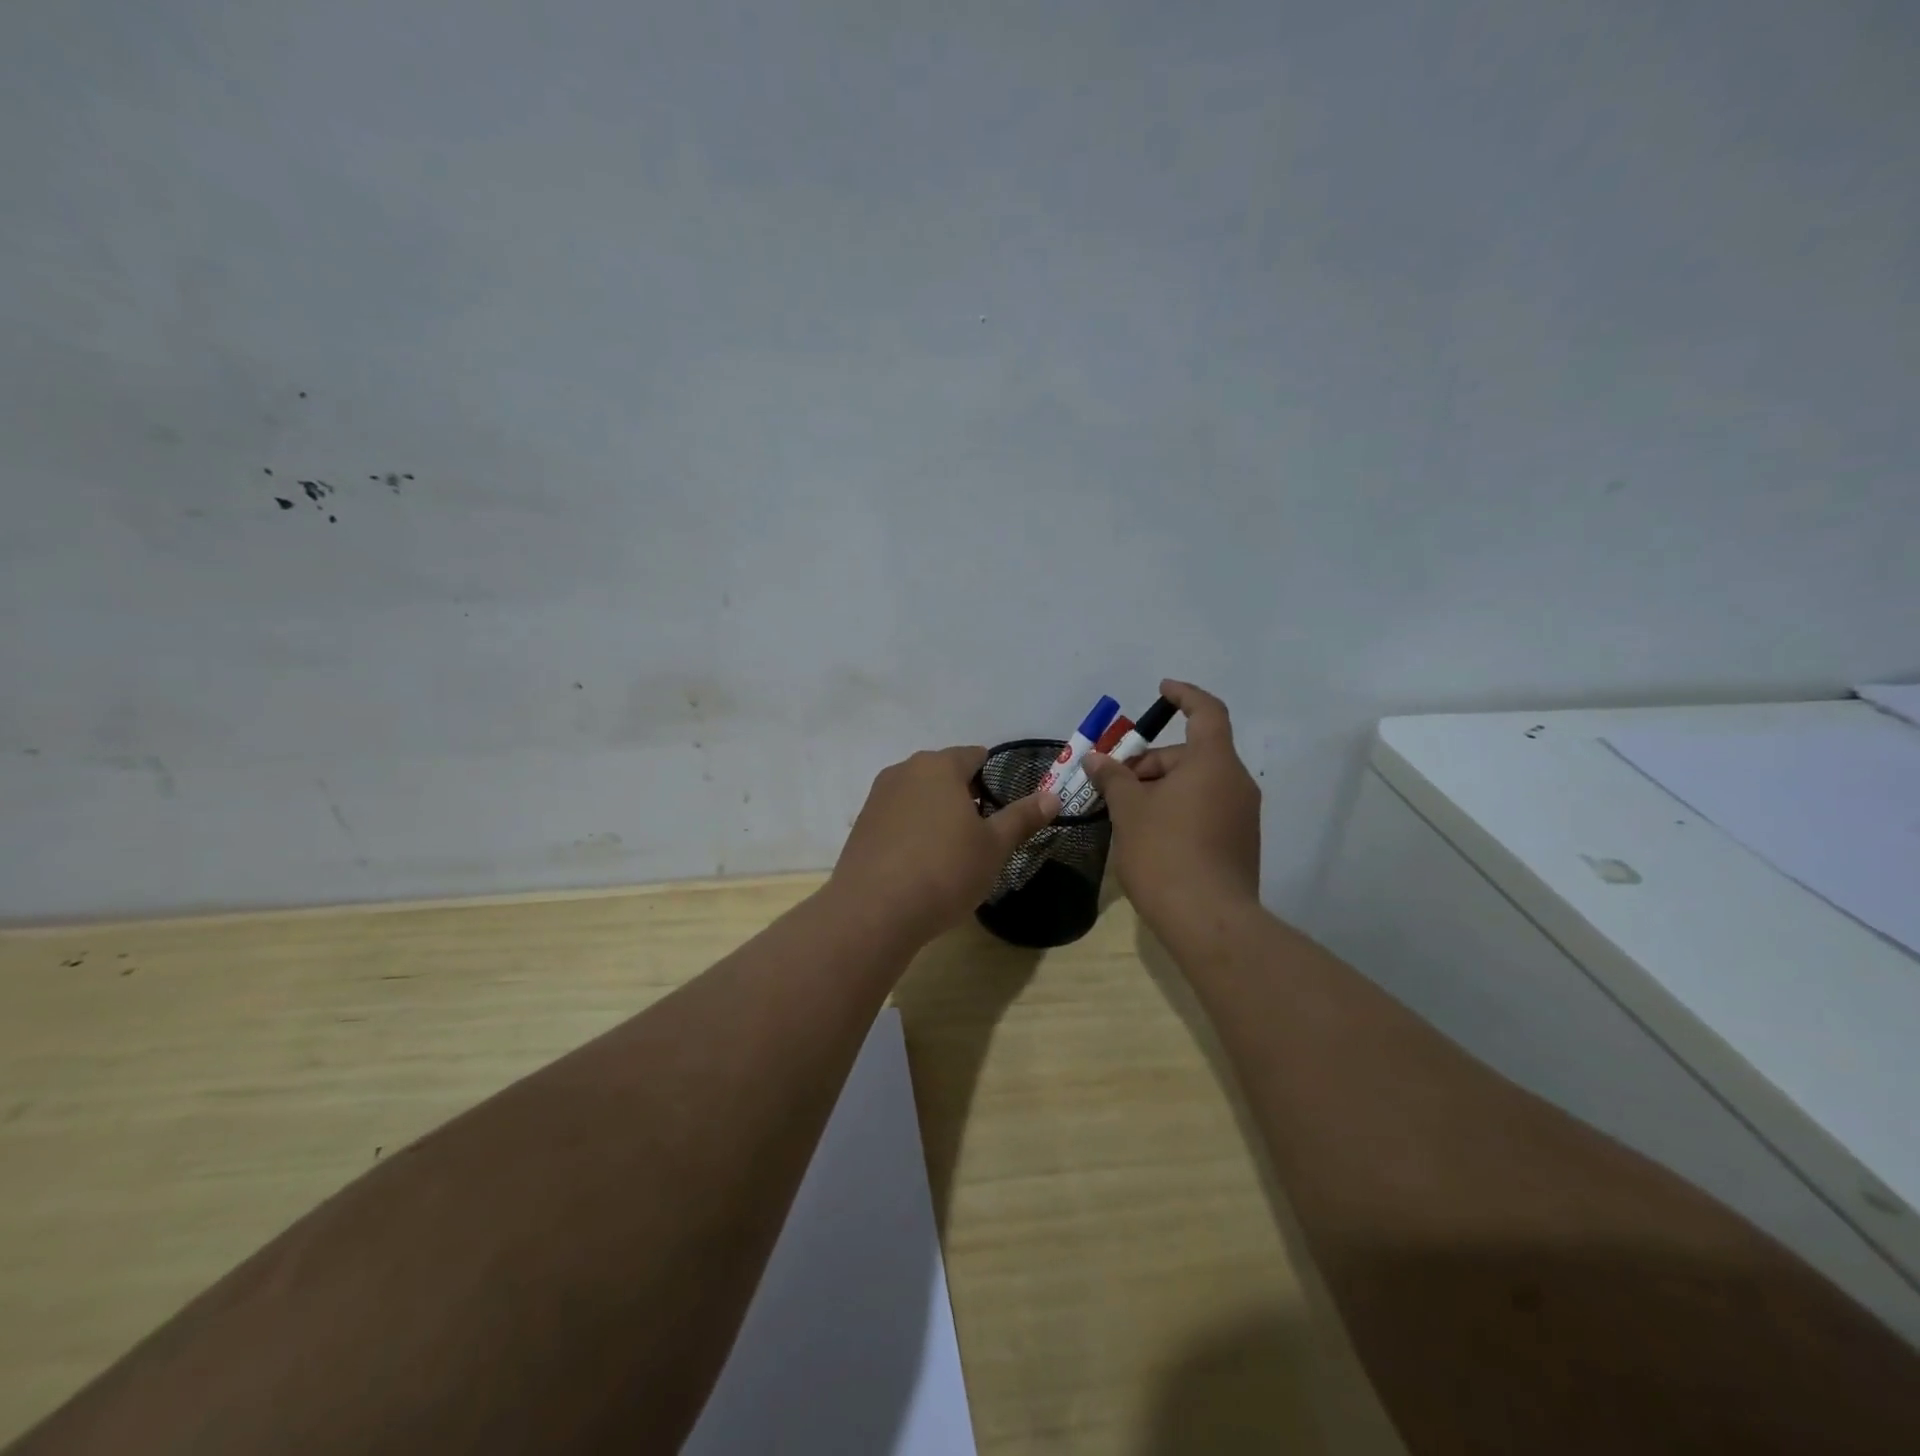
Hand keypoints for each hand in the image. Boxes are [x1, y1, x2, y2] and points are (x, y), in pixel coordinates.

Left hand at [830, 746, 1058, 944]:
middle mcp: (904, 771)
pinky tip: (920, 864)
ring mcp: (877, 797)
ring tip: (952, 851)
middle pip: (944, 774)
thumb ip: (1022, 817)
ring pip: (918, 795)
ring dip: (936, 813)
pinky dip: (912, 831)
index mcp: (939, 766)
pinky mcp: (861, 826)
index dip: (993, 777)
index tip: (1004, 807)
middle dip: (965, 796)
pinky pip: (897, 818)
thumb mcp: (994, 847)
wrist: (874, 911)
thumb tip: (1053, 796)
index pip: (974, 755)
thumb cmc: (944, 870)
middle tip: (982, 833)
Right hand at [1082, 680, 1261, 944]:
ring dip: (1162, 788)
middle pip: (1193, 755)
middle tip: (1114, 784)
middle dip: (1151, 762)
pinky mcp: (1240, 843)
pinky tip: (1150, 835)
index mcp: (1213, 763)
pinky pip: (1206, 809)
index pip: (1206, 712)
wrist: (1209, 920)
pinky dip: (1178, 809)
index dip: (1185, 696)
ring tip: (1126, 813)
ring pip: (1198, 784)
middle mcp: (1236, 783)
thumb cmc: (1165, 852)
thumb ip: (1113, 778)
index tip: (1162, 690)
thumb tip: (1096, 760)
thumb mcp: (1129, 810)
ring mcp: (1242, 816)